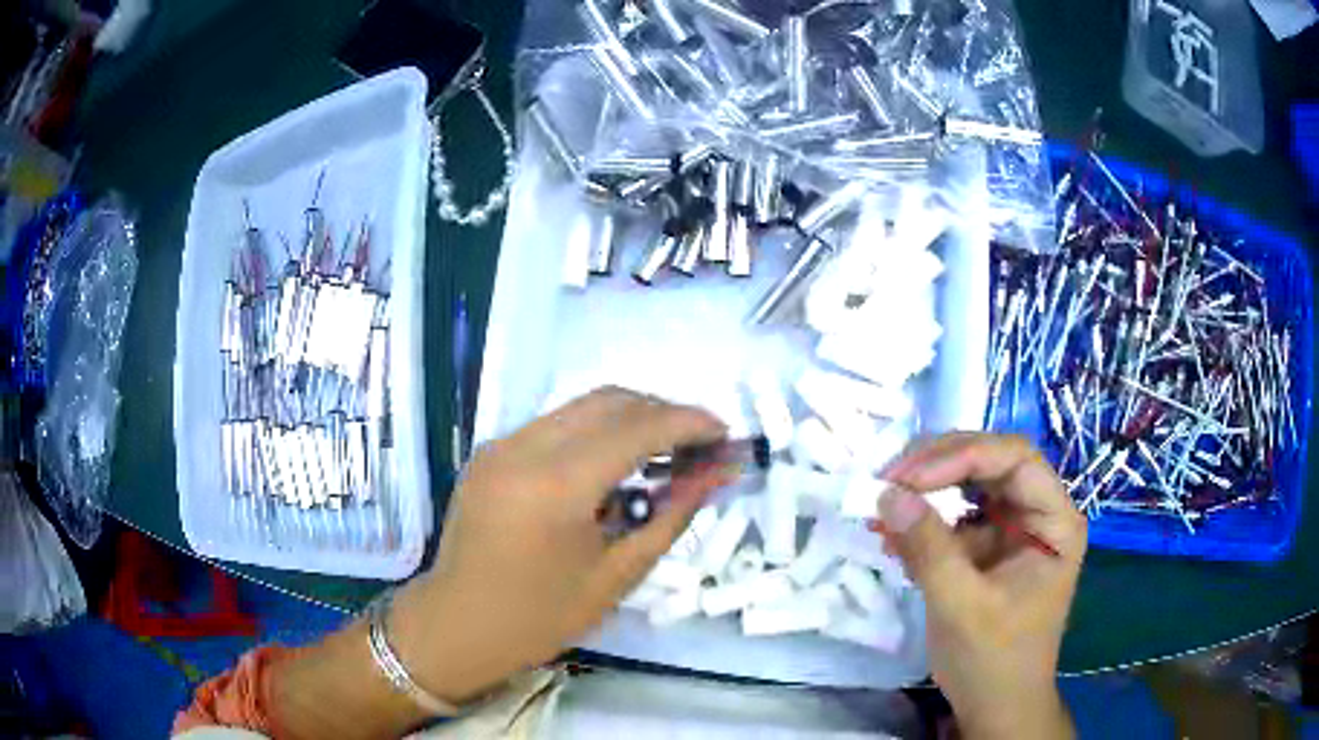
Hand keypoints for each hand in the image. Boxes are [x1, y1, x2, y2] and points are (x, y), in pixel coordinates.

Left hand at [391, 387, 730, 704]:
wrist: (457, 625)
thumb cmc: (540, 617)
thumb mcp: (617, 575)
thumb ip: (671, 516)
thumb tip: (715, 474)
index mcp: (556, 485)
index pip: (637, 428)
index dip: (689, 423)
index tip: (725, 433)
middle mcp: (524, 447)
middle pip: (609, 400)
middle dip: (662, 412)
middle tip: (698, 444)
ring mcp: (501, 444)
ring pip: (581, 406)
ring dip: (630, 418)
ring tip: (664, 453)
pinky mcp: (491, 451)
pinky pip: (556, 424)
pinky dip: (595, 432)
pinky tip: (614, 466)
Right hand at [879, 433, 1086, 739]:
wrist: (994, 706)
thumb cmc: (993, 661)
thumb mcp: (962, 606)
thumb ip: (929, 549)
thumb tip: (887, 493)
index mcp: (1055, 521)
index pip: (1015, 460)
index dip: (961, 456)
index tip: (906, 478)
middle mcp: (1038, 513)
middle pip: (991, 462)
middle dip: (937, 467)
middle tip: (887, 480)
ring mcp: (1012, 529)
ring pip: (969, 484)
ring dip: (925, 489)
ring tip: (883, 502)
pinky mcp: (987, 547)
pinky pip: (954, 517)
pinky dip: (922, 520)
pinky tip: (892, 535)